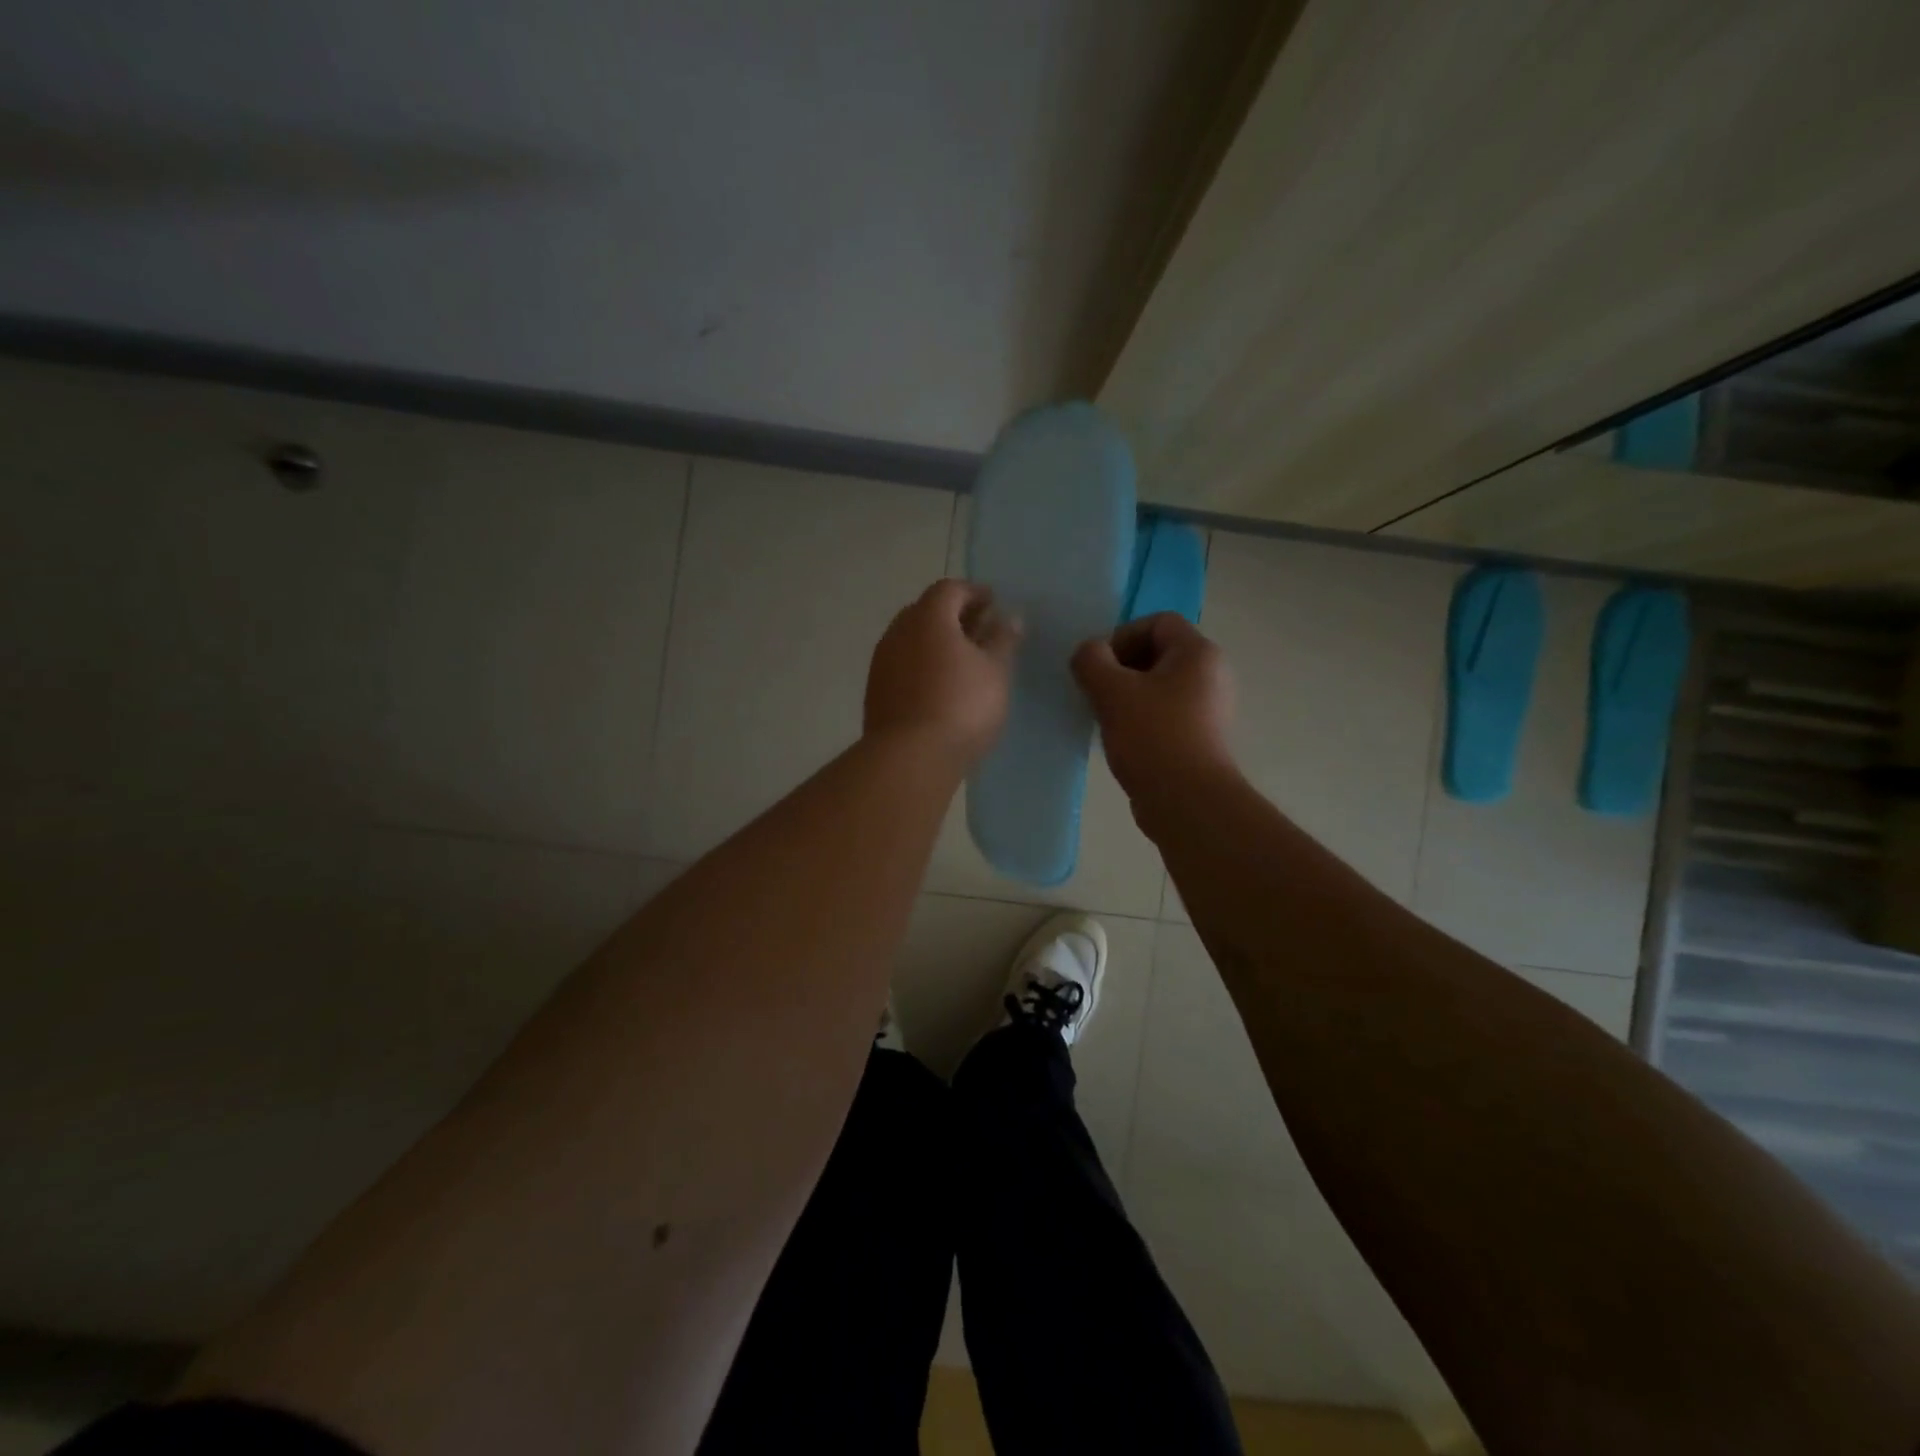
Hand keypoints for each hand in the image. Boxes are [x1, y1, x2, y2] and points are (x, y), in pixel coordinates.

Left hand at [865, 579, 1021, 769]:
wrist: (910, 757)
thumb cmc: (962, 706)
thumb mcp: (995, 671)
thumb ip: (1003, 640)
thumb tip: (1009, 617)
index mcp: (928, 617)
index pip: (950, 589)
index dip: (974, 592)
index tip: (994, 604)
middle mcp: (898, 632)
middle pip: (926, 611)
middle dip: (954, 616)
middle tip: (980, 631)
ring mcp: (882, 662)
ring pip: (912, 640)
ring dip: (936, 642)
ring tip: (963, 662)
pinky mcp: (876, 691)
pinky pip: (903, 665)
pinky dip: (922, 665)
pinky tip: (940, 686)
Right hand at [1072, 613, 1235, 801]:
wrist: (1186, 801)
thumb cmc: (1152, 736)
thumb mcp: (1111, 691)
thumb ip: (1091, 660)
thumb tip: (1089, 653)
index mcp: (1198, 653)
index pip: (1157, 622)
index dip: (1122, 636)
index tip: (1099, 666)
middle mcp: (1211, 674)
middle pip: (1157, 653)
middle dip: (1120, 668)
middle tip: (1096, 691)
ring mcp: (1209, 708)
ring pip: (1158, 686)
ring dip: (1126, 695)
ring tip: (1104, 717)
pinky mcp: (1200, 737)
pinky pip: (1164, 713)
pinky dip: (1139, 719)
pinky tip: (1121, 739)